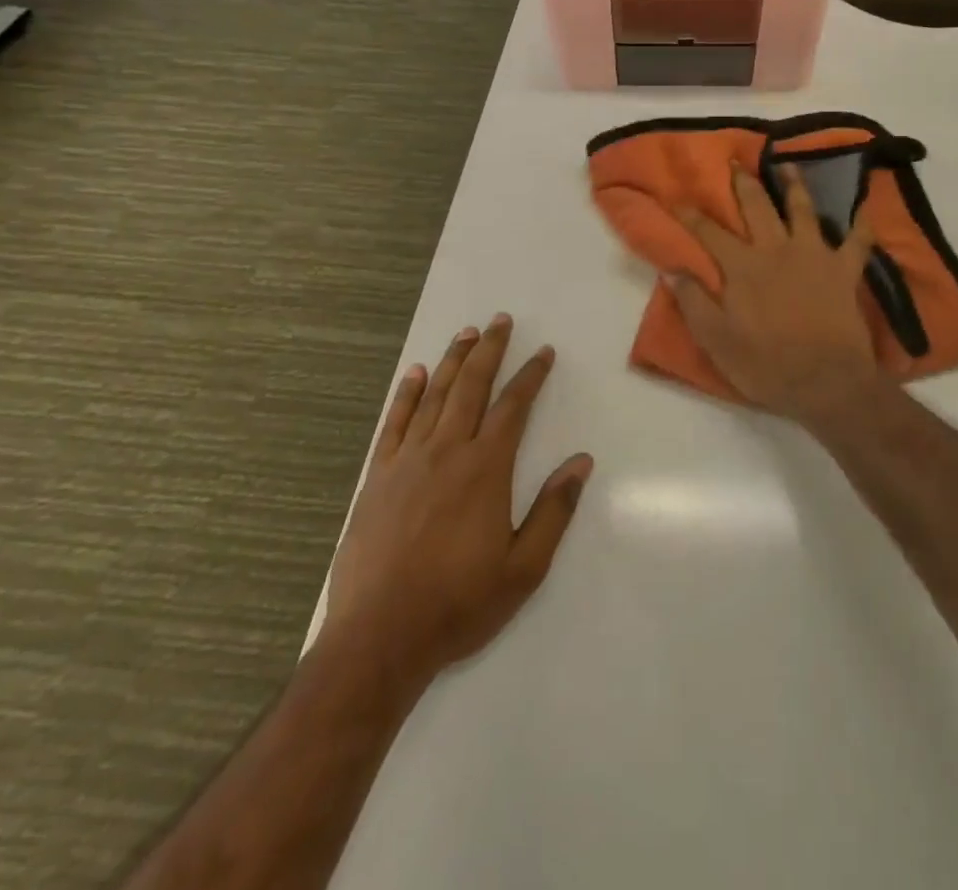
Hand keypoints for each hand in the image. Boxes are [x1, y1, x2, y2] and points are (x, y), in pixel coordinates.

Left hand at [324, 315, 592, 684]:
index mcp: (485, 469)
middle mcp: (446, 452)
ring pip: (433, 396)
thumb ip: (554, 510)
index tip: (543, 353)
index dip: (530, 376)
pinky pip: (393, 423)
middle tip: (501, 320)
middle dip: (489, 351)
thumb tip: (582, 461)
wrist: (378, 638)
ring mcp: (406, 461)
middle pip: (471, 387)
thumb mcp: (524, 567)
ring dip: (452, 361)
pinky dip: (405, 395)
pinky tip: (413, 374)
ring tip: (466, 334)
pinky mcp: (376, 478)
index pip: (513, 407)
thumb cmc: (459, 604)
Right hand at [670, 164, 884, 431]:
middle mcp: (776, 250)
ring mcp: (814, 256)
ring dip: (796, 185)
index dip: (692, 215)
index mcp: (742, 268)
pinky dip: (862, 225)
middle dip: (743, 183)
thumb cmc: (766, 365)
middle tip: (735, 163)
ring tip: (789, 165)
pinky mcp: (844, 270)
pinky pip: (858, 242)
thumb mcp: (717, 341)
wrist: (826, 382)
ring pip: (804, 210)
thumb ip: (694, 302)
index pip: (710, 233)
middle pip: (757, 207)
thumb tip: (672, 269)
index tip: (678, 199)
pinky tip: (864, 211)